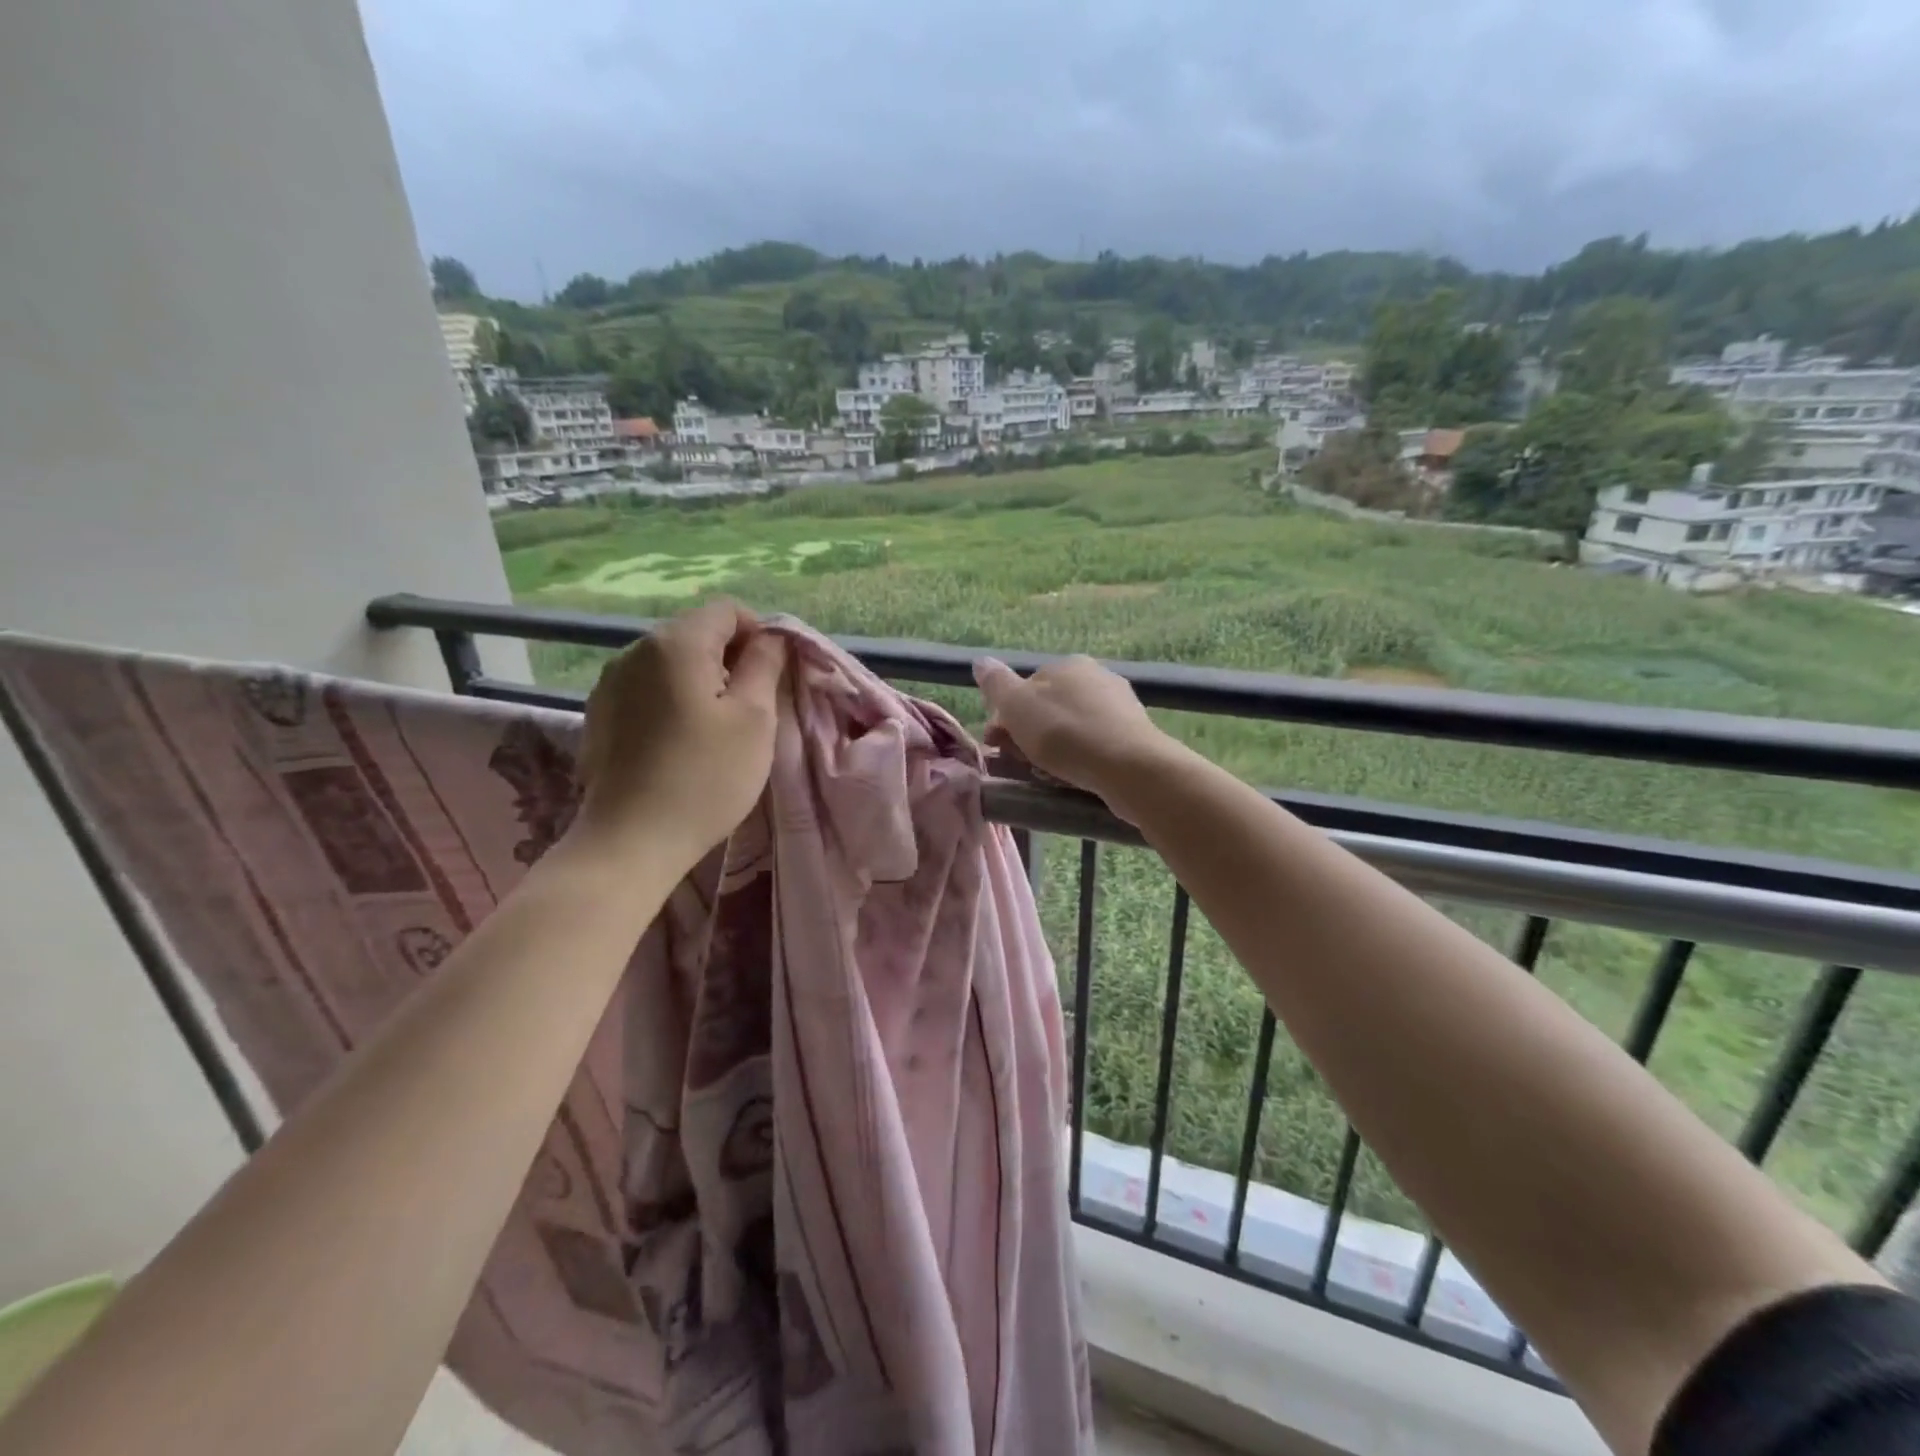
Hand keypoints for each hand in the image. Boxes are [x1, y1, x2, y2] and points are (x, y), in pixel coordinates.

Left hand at [574, 599, 786, 867]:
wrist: (629, 841)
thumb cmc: (705, 777)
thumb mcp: (754, 719)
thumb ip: (765, 665)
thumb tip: (772, 637)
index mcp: (675, 643)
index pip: (728, 611)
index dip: (760, 634)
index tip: (773, 678)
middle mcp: (635, 649)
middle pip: (697, 633)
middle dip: (731, 659)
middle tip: (751, 708)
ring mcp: (610, 682)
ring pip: (672, 662)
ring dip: (702, 681)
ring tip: (717, 728)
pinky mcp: (600, 713)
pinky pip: (648, 688)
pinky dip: (673, 700)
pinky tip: (681, 742)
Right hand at [972, 655, 1175, 818]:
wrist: (1130, 767)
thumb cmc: (1065, 733)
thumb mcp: (1017, 705)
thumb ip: (996, 683)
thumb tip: (980, 661)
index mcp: (1067, 664)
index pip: (1025, 689)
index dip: (1006, 718)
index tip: (998, 745)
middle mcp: (1097, 677)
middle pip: (1047, 709)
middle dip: (1028, 736)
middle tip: (1022, 764)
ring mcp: (1119, 706)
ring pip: (1070, 730)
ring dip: (1052, 752)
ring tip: (1047, 776)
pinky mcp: (1134, 736)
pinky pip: (1094, 746)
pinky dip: (1079, 760)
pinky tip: (1075, 778)